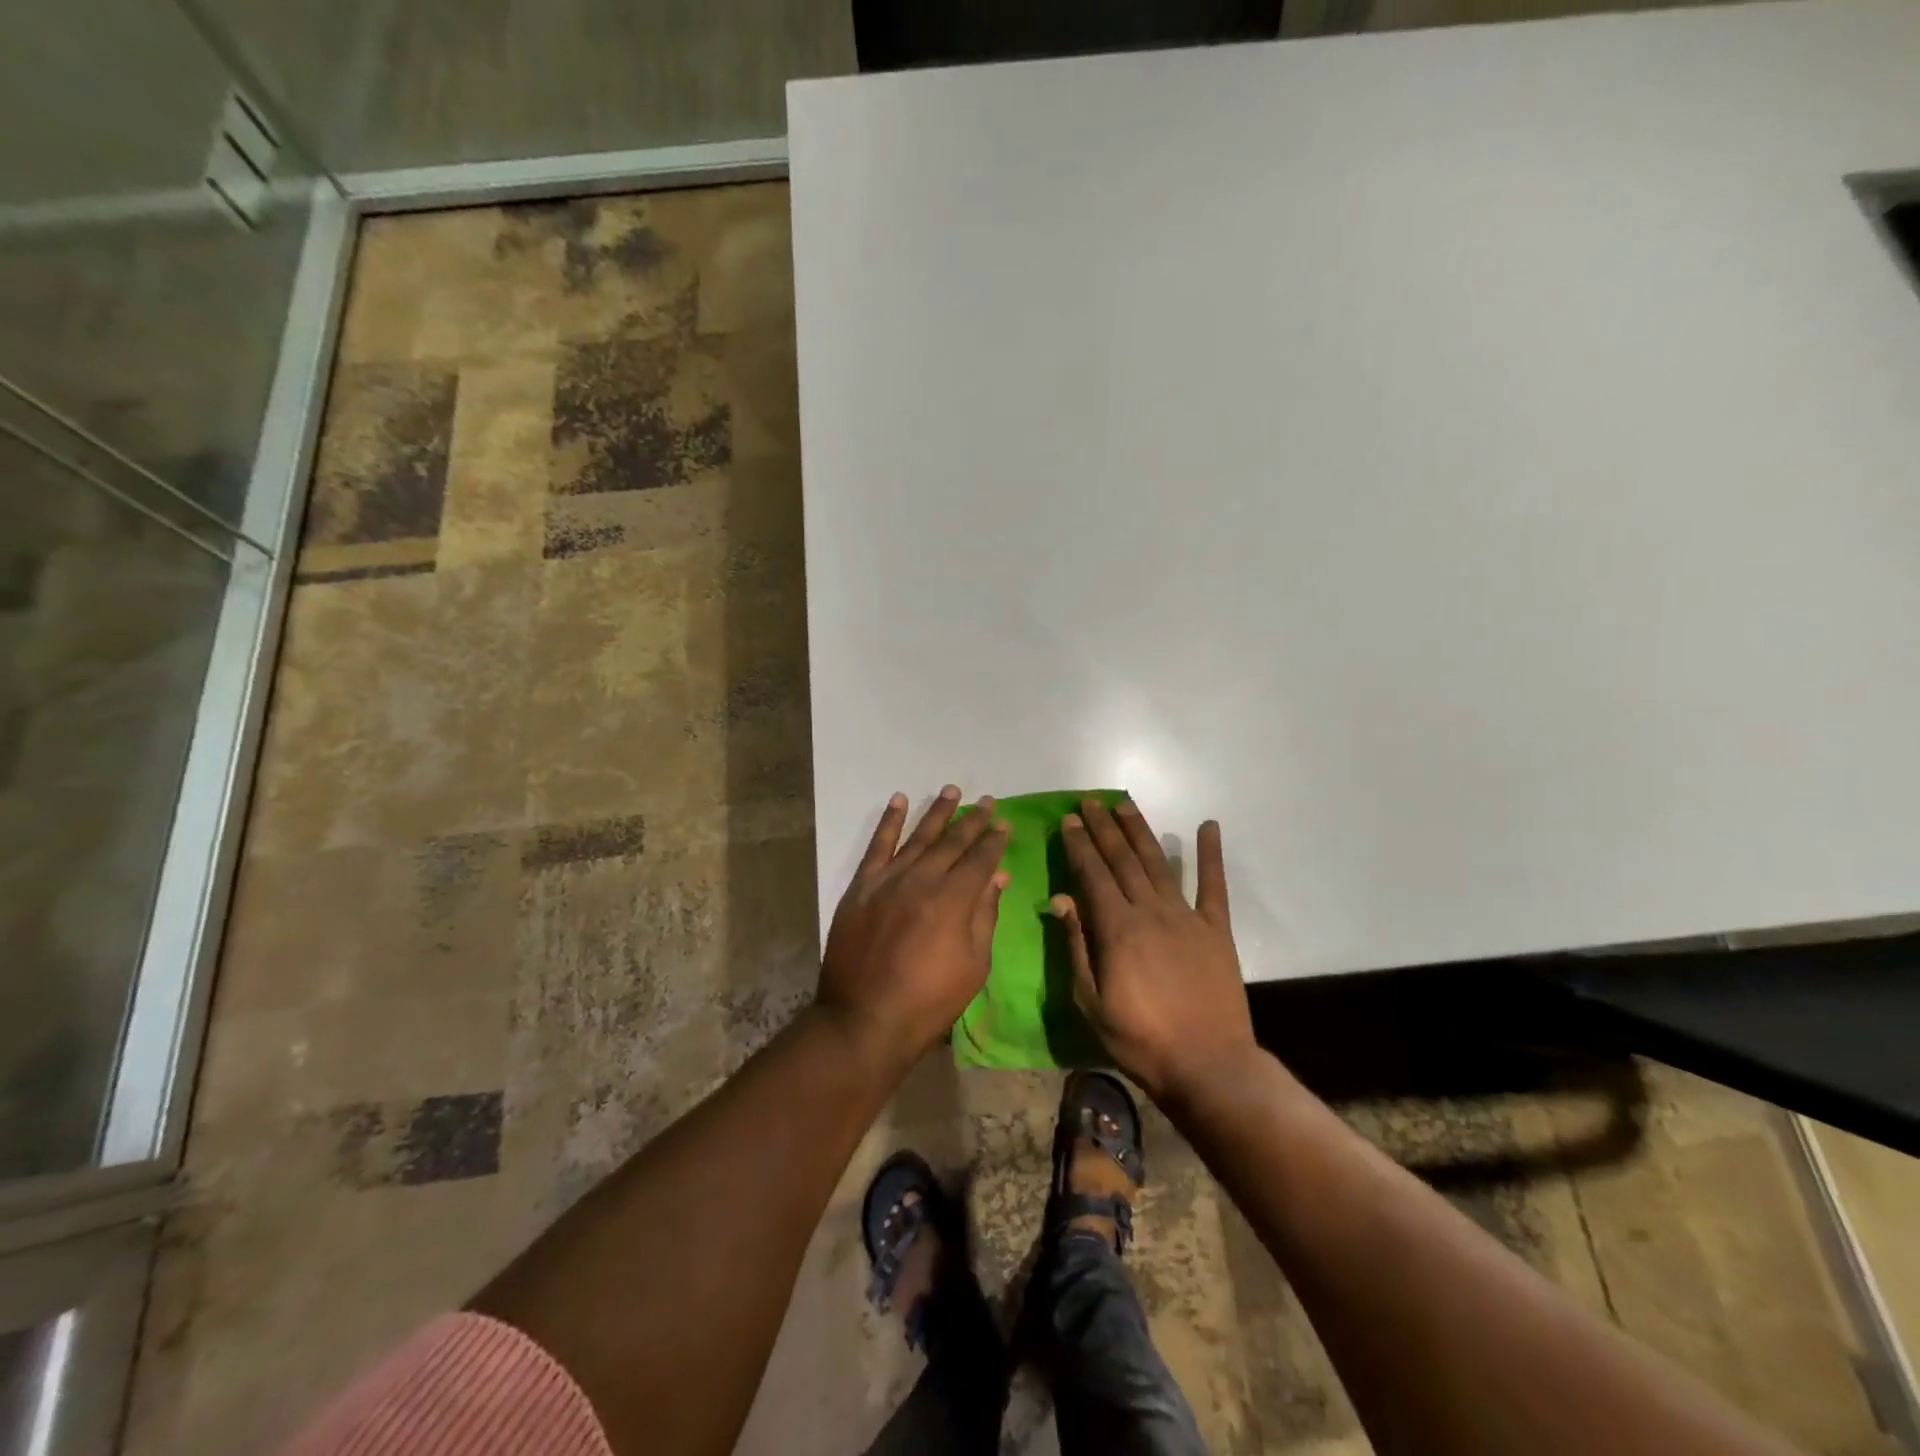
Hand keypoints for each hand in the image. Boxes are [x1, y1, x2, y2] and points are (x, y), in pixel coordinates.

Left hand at [818, 786, 1010, 1068]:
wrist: (863, 1018)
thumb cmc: (928, 1001)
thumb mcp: (973, 965)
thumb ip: (985, 915)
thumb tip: (997, 877)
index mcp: (954, 899)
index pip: (980, 859)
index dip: (994, 840)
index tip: (1004, 822)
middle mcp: (922, 879)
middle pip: (952, 842)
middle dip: (972, 821)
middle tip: (986, 801)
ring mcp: (888, 880)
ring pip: (918, 837)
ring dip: (936, 813)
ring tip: (951, 791)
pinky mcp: (861, 886)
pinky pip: (877, 846)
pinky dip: (888, 821)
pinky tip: (899, 801)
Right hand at [1054, 798, 1256, 1103]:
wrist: (1208, 1065)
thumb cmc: (1141, 1039)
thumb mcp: (1091, 1002)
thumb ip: (1076, 947)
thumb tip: (1060, 900)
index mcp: (1117, 929)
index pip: (1093, 875)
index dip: (1080, 846)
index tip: (1069, 820)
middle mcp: (1150, 911)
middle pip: (1122, 860)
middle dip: (1103, 829)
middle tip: (1090, 801)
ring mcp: (1187, 917)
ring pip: (1158, 863)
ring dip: (1140, 831)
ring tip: (1124, 805)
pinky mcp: (1216, 929)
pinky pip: (1214, 885)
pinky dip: (1210, 854)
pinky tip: (1208, 826)